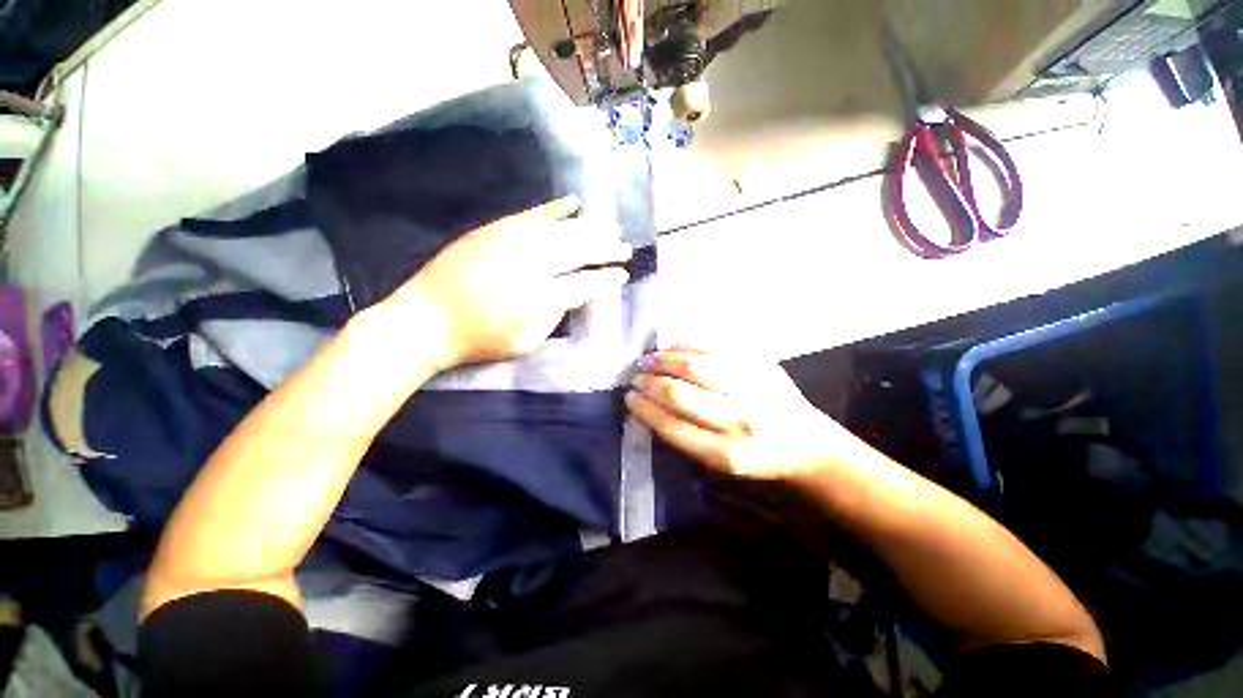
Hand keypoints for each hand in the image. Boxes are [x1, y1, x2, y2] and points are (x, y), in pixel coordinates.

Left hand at [384, 196, 631, 370]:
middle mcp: (532, 262)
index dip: (607, 278)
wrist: (426, 320)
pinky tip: (573, 202)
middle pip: (579, 250)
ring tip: (609, 227)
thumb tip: (572, 294)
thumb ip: (554, 314)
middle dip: (606, 248)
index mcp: (542, 296)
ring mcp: (513, 240)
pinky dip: (555, 208)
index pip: (586, 282)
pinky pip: (533, 214)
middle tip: (624, 247)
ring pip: (562, 229)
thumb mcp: (527, 340)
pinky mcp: (496, 229)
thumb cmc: (480, 339)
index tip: (623, 274)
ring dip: (589, 228)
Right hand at [626, 347, 848, 479]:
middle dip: (649, 382)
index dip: (645, 409)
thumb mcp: (720, 464)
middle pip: (680, 393)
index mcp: (726, 454)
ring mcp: (751, 388)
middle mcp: (739, 421)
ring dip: (663, 360)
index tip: (629, 398)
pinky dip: (686, 345)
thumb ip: (684, 438)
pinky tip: (672, 348)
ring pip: (695, 365)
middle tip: (635, 376)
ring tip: (647, 360)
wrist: (806, 443)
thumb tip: (647, 408)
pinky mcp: (760, 365)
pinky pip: (715, 347)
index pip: (671, 426)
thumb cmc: (756, 457)